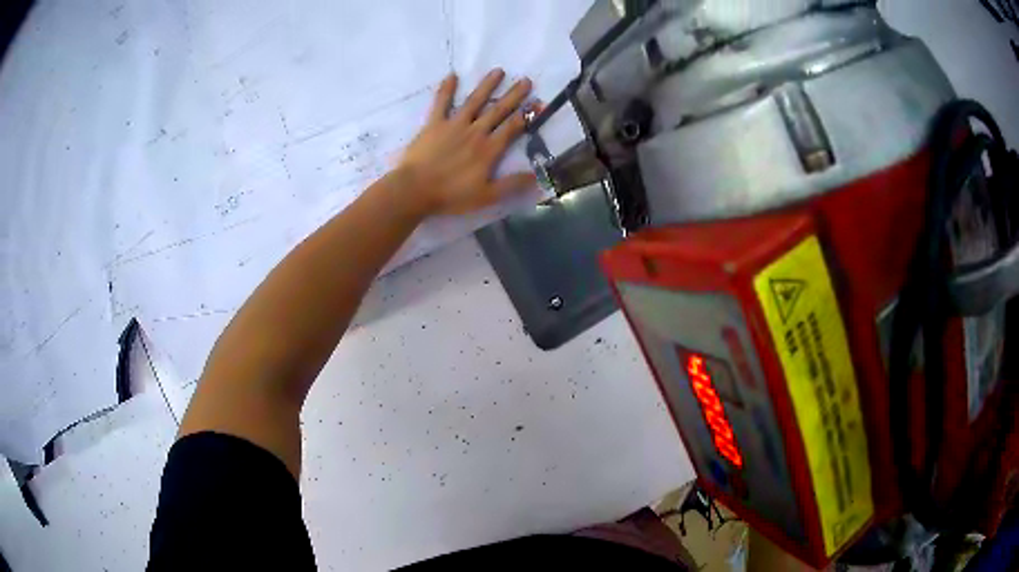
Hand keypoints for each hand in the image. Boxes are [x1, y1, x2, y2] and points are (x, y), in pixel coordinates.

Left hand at [399, 69, 537, 215]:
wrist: (415, 190)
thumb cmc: (451, 196)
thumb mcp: (486, 196)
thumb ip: (512, 185)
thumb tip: (538, 178)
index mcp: (489, 149)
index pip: (512, 128)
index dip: (526, 116)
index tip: (537, 104)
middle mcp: (475, 132)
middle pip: (498, 110)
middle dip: (513, 95)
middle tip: (526, 80)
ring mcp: (454, 125)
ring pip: (474, 101)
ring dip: (487, 86)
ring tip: (498, 71)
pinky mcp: (434, 124)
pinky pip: (441, 103)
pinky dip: (446, 89)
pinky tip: (452, 75)